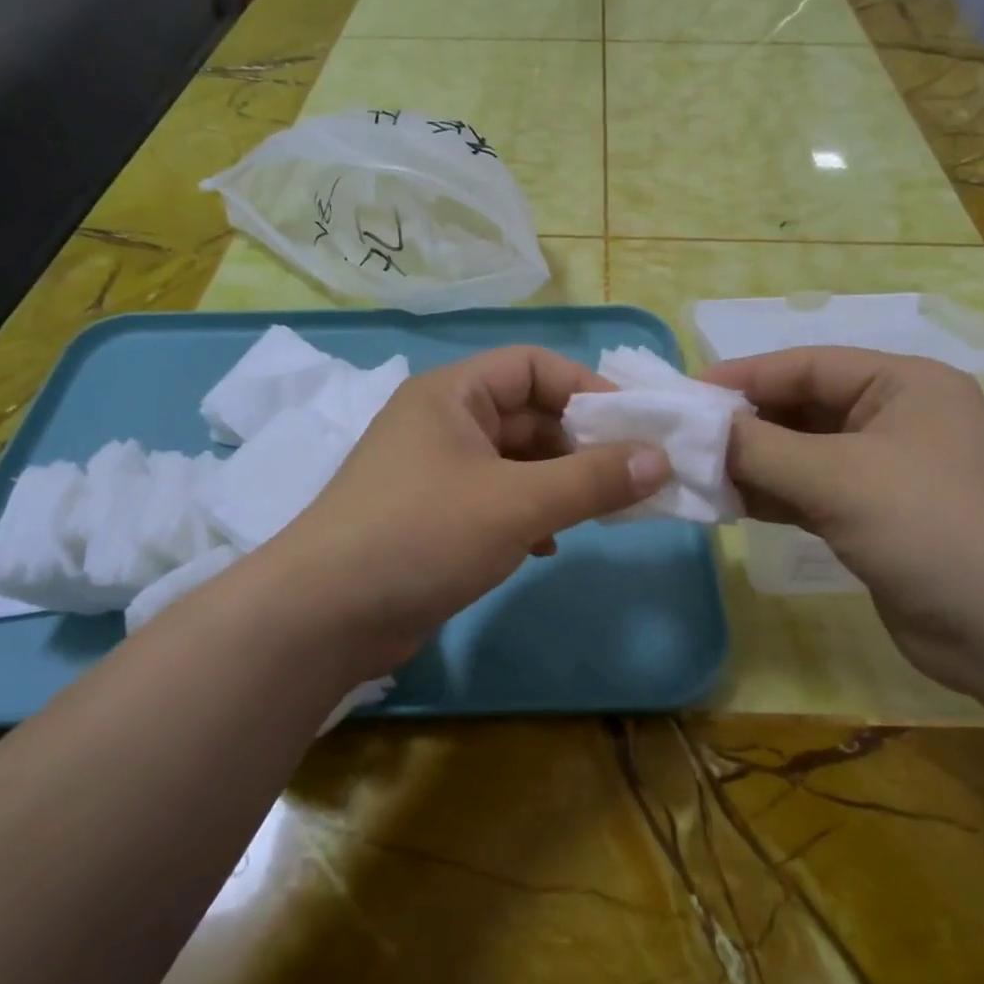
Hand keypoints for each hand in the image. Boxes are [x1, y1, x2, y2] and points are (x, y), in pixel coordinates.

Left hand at [264, 346, 668, 682]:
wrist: (322, 617)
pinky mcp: (431, 516)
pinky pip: (496, 498)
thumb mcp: (517, 502)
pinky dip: (528, 514)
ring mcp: (434, 471)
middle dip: (579, 444)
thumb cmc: (422, 535)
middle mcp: (442, 422)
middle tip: (627, 477)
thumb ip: (593, 479)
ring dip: (558, 483)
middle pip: (527, 415)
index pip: (533, 366)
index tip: (634, 426)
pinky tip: (546, 545)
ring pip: (515, 461)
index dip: (587, 388)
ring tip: (597, 512)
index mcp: (452, 394)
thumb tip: (661, 459)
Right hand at [703, 347, 983, 697]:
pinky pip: (811, 493)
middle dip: (746, 424)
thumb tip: (700, 430)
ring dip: (754, 463)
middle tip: (685, 440)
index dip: (745, 376)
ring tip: (697, 473)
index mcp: (903, 385)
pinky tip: (729, 504)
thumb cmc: (930, 527)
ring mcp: (887, 471)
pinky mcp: (875, 517)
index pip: (808, 365)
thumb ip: (761, 448)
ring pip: (803, 454)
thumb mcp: (838, 478)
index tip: (688, 395)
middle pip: (803, 408)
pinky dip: (773, 496)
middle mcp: (896, 418)